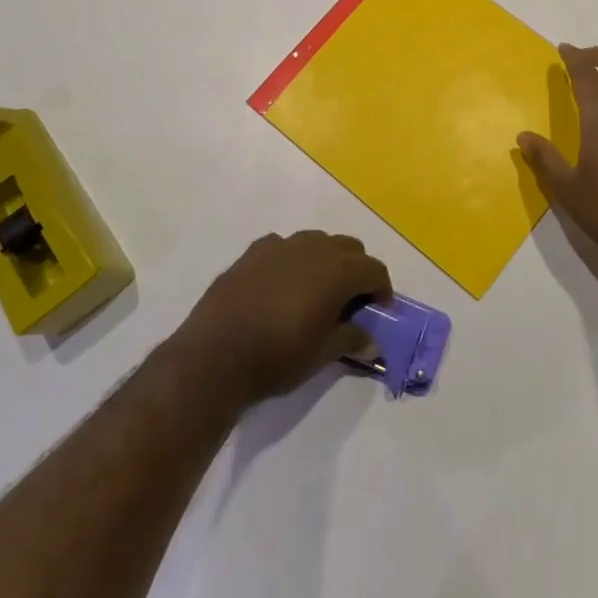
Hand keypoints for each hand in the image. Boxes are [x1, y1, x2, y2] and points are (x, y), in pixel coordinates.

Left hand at [177, 231, 392, 402]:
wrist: (216, 354)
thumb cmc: (277, 356)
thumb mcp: (322, 355)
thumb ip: (351, 340)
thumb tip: (373, 341)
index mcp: (337, 270)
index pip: (373, 269)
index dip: (382, 288)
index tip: (379, 310)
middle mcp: (313, 247)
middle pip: (349, 247)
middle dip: (356, 270)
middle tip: (351, 302)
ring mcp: (281, 245)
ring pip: (316, 241)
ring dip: (325, 261)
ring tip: (316, 292)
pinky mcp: (253, 251)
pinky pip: (284, 247)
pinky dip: (292, 261)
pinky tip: (282, 286)